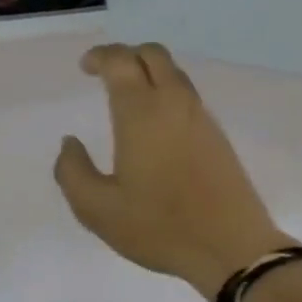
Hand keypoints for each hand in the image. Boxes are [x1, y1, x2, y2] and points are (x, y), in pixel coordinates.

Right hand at [54, 43, 290, 301]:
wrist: (231, 247)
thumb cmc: (160, 227)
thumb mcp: (98, 210)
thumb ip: (73, 172)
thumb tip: (69, 143)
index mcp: (141, 112)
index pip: (121, 61)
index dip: (100, 56)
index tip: (85, 67)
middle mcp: (173, 103)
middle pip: (152, 54)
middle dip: (127, 55)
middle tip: (106, 74)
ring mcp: (201, 116)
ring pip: (174, 73)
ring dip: (149, 72)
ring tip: (129, 98)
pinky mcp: (218, 135)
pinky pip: (188, 96)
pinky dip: (167, 92)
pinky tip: (156, 124)